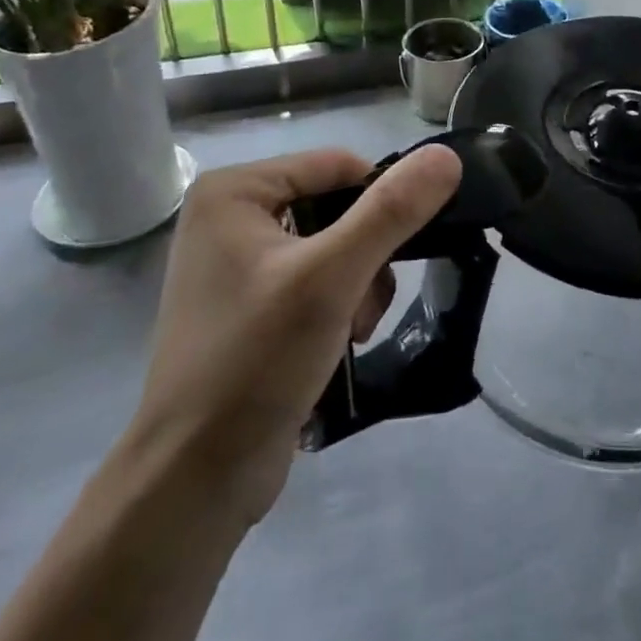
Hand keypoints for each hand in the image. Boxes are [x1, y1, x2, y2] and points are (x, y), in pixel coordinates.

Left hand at [128, 145, 461, 527]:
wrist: (193, 484)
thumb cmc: (254, 362)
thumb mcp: (331, 278)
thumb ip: (391, 212)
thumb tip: (446, 156)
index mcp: (234, 191)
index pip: (338, 166)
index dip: (379, 203)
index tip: (398, 254)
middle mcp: (230, 216)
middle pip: (335, 206)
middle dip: (366, 255)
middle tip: (368, 302)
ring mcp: (237, 262)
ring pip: (333, 245)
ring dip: (358, 284)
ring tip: (354, 329)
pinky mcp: (249, 304)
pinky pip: (314, 278)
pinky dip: (338, 304)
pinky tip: (340, 342)